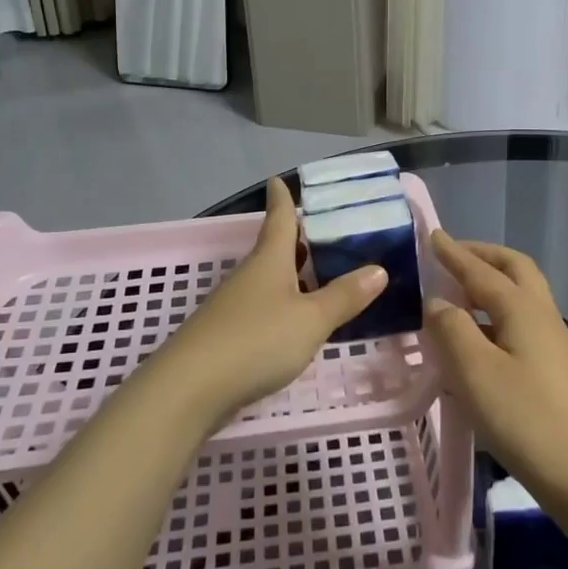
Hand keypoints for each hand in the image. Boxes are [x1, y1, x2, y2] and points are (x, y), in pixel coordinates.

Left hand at [158, 178, 386, 428]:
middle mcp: (249, 276)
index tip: (277, 179)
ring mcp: (233, 306)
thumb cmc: (256, 340)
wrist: (189, 388)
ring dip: (290, 275)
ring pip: (267, 280)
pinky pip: (261, 307)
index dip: (281, 199)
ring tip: (317, 276)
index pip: (279, 219)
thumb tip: (378, 269)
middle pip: (274, 250)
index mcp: (269, 261)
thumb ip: (344, 296)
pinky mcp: (226, 335)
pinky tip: (293, 321)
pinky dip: (281, 304)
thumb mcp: (310, 320)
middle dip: (295, 240)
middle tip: (321, 232)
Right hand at [424, 232, 567, 568]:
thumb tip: (438, 302)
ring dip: (492, 283)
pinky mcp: (556, 369)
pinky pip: (522, 322)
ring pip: (521, 295)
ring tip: (459, 295)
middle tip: (451, 256)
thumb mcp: (475, 373)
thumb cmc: (526, 419)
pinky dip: (497, 313)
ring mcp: (554, 342)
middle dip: (482, 256)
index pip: (480, 270)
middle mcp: (541, 314)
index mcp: (521, 307)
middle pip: (514, 269)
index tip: (431, 235)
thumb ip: (451, 330)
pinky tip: (480, 340)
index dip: (453, 253)